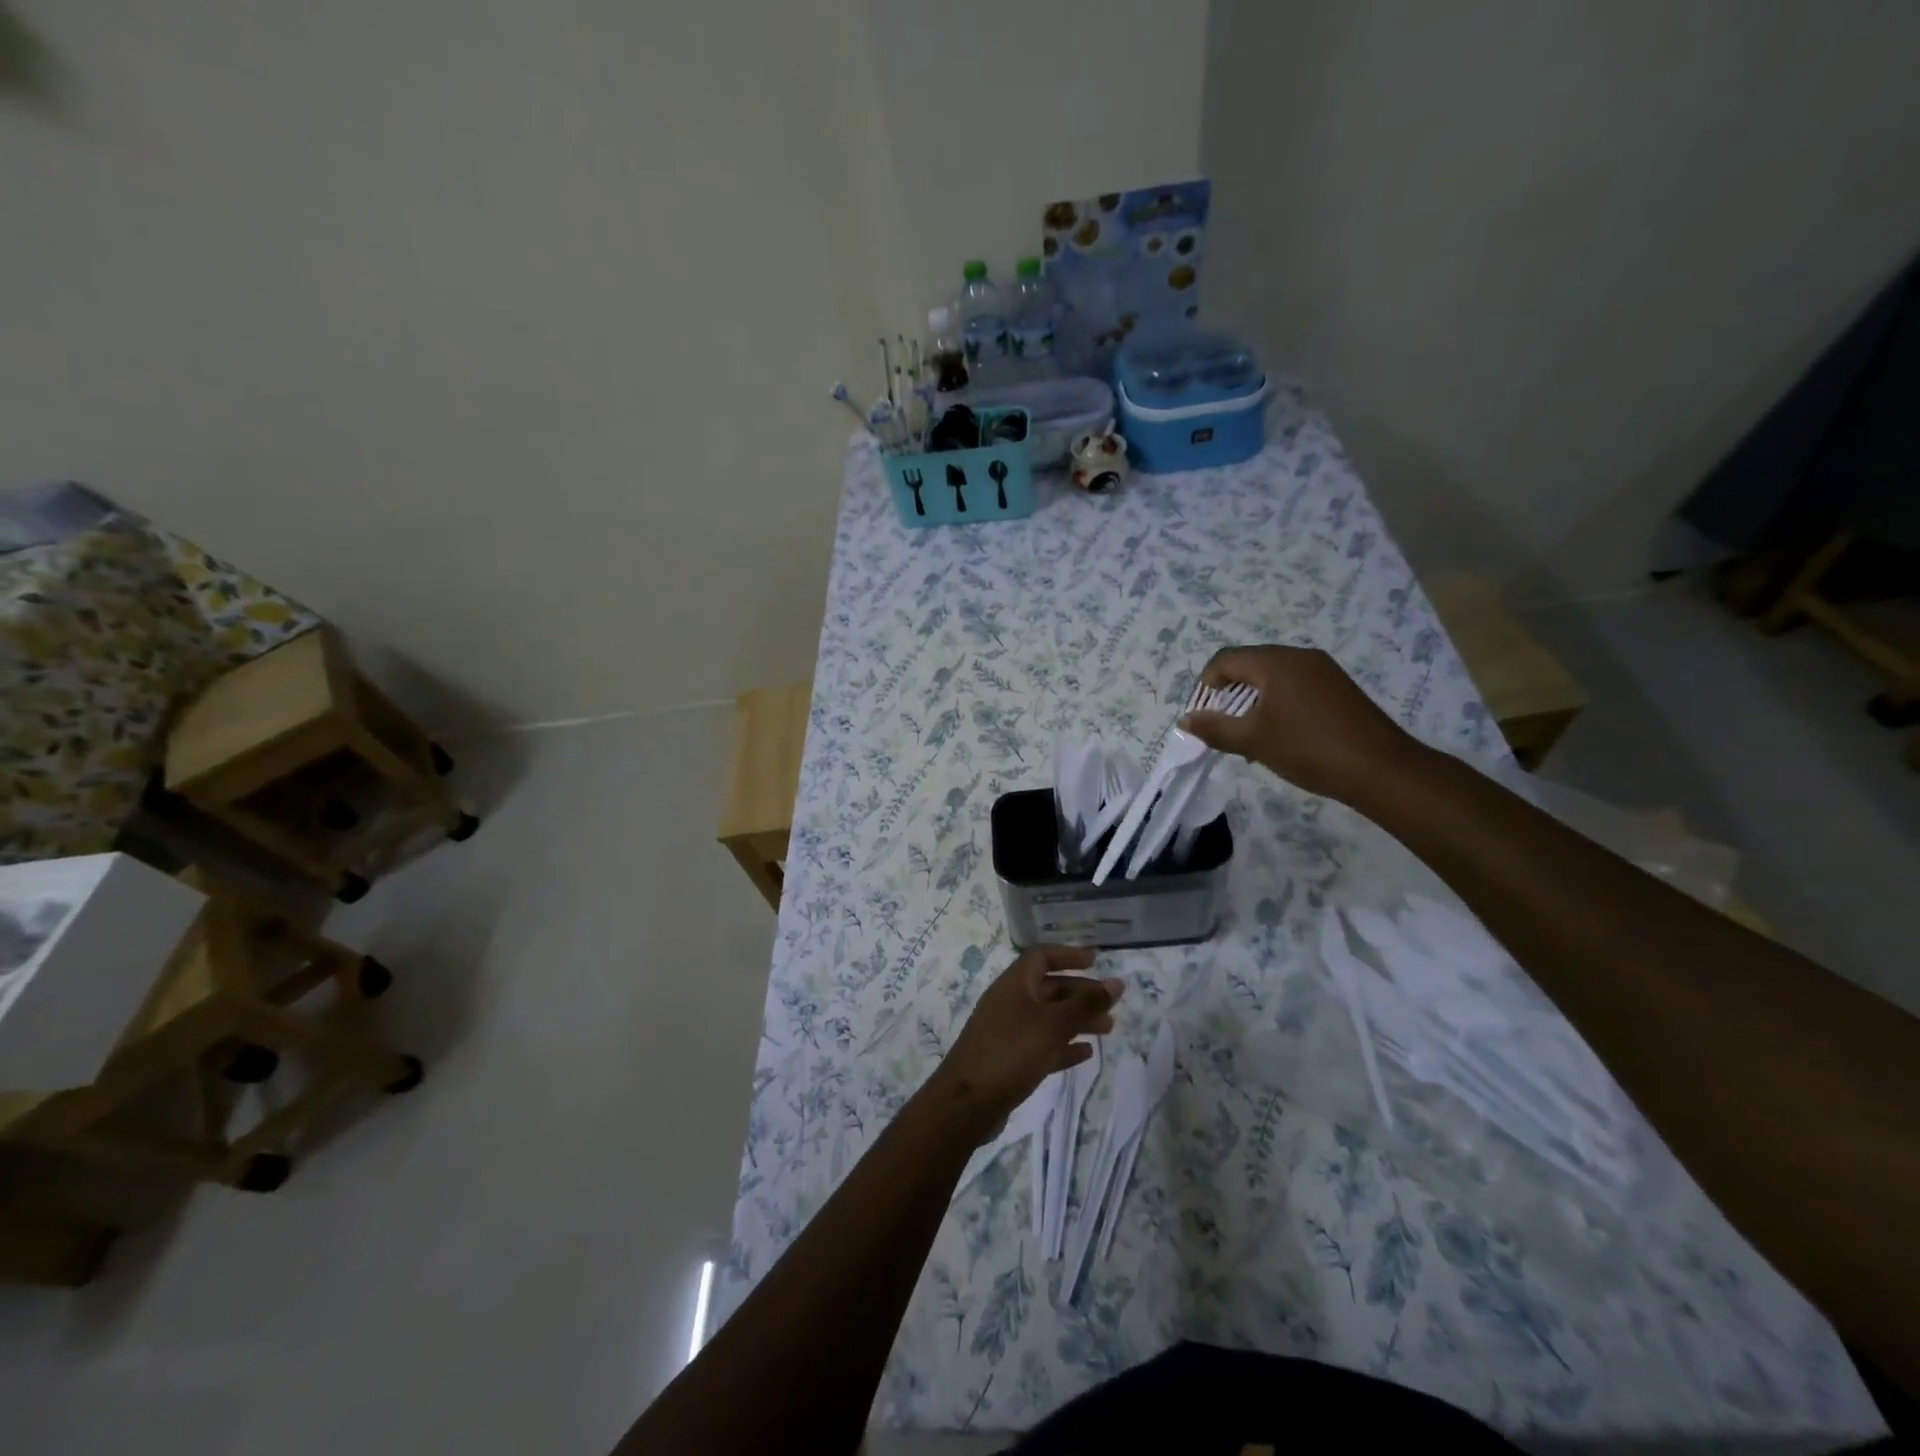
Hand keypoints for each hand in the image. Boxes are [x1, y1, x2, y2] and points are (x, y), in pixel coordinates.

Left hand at [927, 946, 1121, 1139]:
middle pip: (1049, 988)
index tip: (1096, 961)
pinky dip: (1064, 1045)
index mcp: (1014, 984)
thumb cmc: (1011, 1053)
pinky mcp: (1010, 1060)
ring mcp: (1008, 1032)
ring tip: (1108, 1029)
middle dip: (1081, 993)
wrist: (966, 1104)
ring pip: (1049, 1018)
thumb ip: (1086, 1005)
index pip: (1042, 957)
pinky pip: (1043, 1044)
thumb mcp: (1053, 1025)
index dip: (1069, 955)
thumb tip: (1117, 982)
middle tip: (1111, 1005)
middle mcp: (1010, 1002)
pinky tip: (1086, 1053)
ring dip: (1077, 1020)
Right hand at [1179, 645, 1418, 801]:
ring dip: (1252, 703)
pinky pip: (1295, 687)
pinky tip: (1280, 736)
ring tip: (1250, 738)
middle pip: (1248, 666)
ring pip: (1272, 678)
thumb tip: (1187, 720)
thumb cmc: (1309, 748)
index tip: (1203, 718)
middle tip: (1224, 730)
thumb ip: (1215, 728)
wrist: (1381, 769)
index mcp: (1275, 662)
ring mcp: (1323, 671)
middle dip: (1228, 696)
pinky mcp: (1338, 688)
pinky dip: (1277, 705)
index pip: (1225, 660)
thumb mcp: (1254, 741)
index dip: (1205, 687)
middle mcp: (1299, 657)